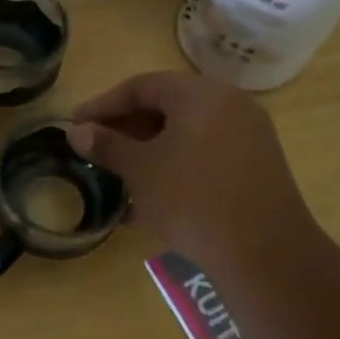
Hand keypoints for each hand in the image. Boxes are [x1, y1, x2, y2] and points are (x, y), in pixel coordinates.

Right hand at [66, 71, 319, 268]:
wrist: (264, 252)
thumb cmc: (192, 199)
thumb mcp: (141, 170)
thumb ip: (107, 145)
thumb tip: (76, 131)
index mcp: (200, 94)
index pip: (141, 86)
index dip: (103, 105)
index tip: (75, 124)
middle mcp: (229, 104)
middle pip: (166, 107)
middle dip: (126, 130)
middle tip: (95, 150)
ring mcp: (248, 136)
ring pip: (185, 135)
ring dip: (148, 153)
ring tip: (118, 179)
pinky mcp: (256, 167)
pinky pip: (205, 155)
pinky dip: (175, 168)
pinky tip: (150, 202)